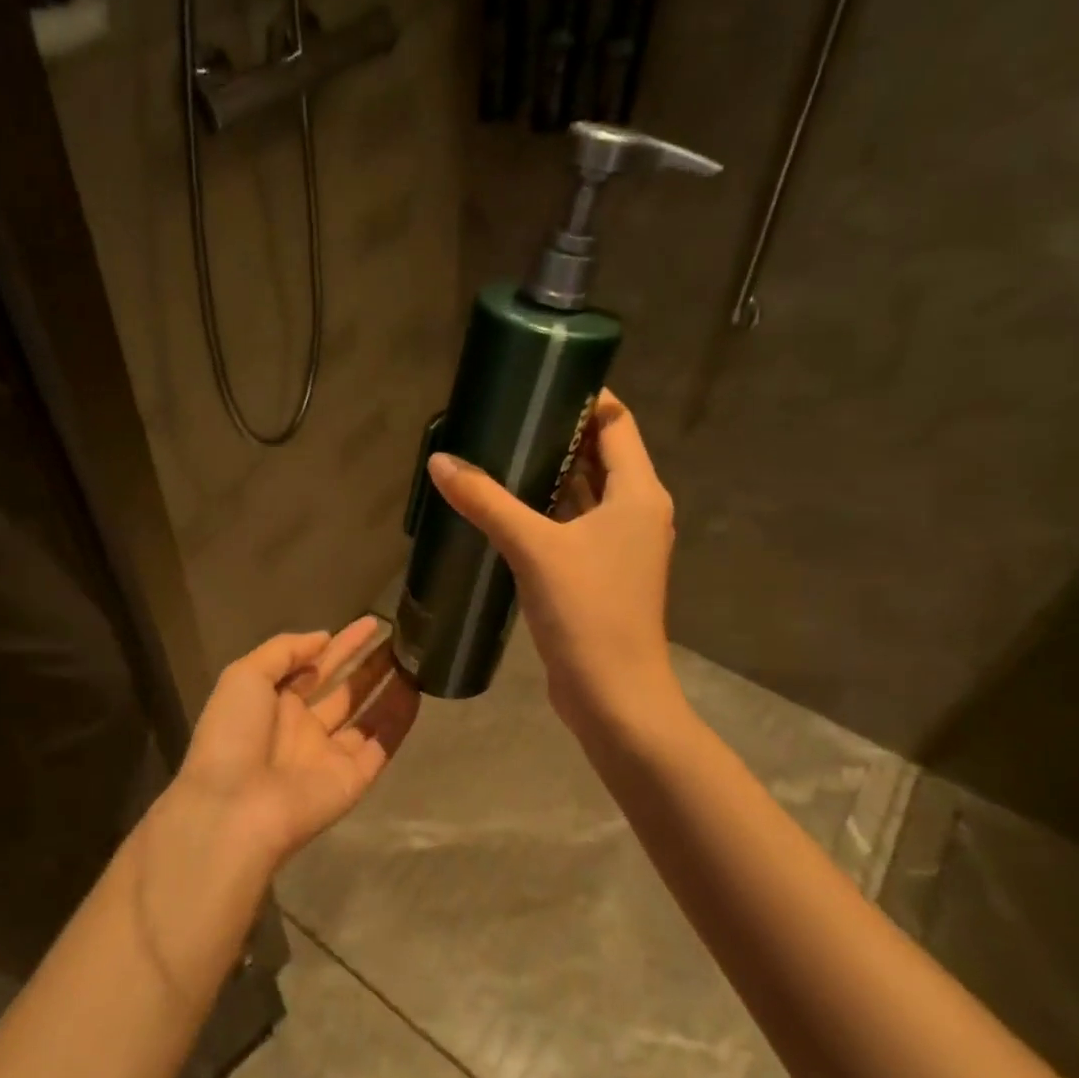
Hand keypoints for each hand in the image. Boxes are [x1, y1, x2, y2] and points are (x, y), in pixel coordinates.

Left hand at [167, 616, 418, 873]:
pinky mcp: (354, 779)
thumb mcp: (245, 675)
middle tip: (401, 638)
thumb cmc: (233, 734)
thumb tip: (323, 637)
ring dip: (390, 687)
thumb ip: (284, 651)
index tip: (371, 623)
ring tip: (416, 658)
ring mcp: (330, 754)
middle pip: (346, 689)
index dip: (343, 645)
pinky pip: (382, 744)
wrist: (235, 808)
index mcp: (274, 703)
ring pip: (368, 715)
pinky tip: (417, 691)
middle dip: (371, 664)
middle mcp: (304, 727)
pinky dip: (399, 720)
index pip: (315, 666)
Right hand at [426, 390, 686, 742]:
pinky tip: (504, 508)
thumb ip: (487, 501)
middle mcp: (636, 513)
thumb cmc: (588, 612)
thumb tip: (440, 461)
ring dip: (549, 475)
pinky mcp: (598, 575)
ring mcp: (618, 547)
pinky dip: (545, 512)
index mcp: (638, 494)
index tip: (539, 381)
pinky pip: (571, 527)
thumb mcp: (534, 548)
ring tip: (498, 453)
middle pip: (599, 456)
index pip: (616, 424)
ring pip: (583, 494)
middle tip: (505, 416)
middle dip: (558, 434)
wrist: (613, 696)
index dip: (586, 397)